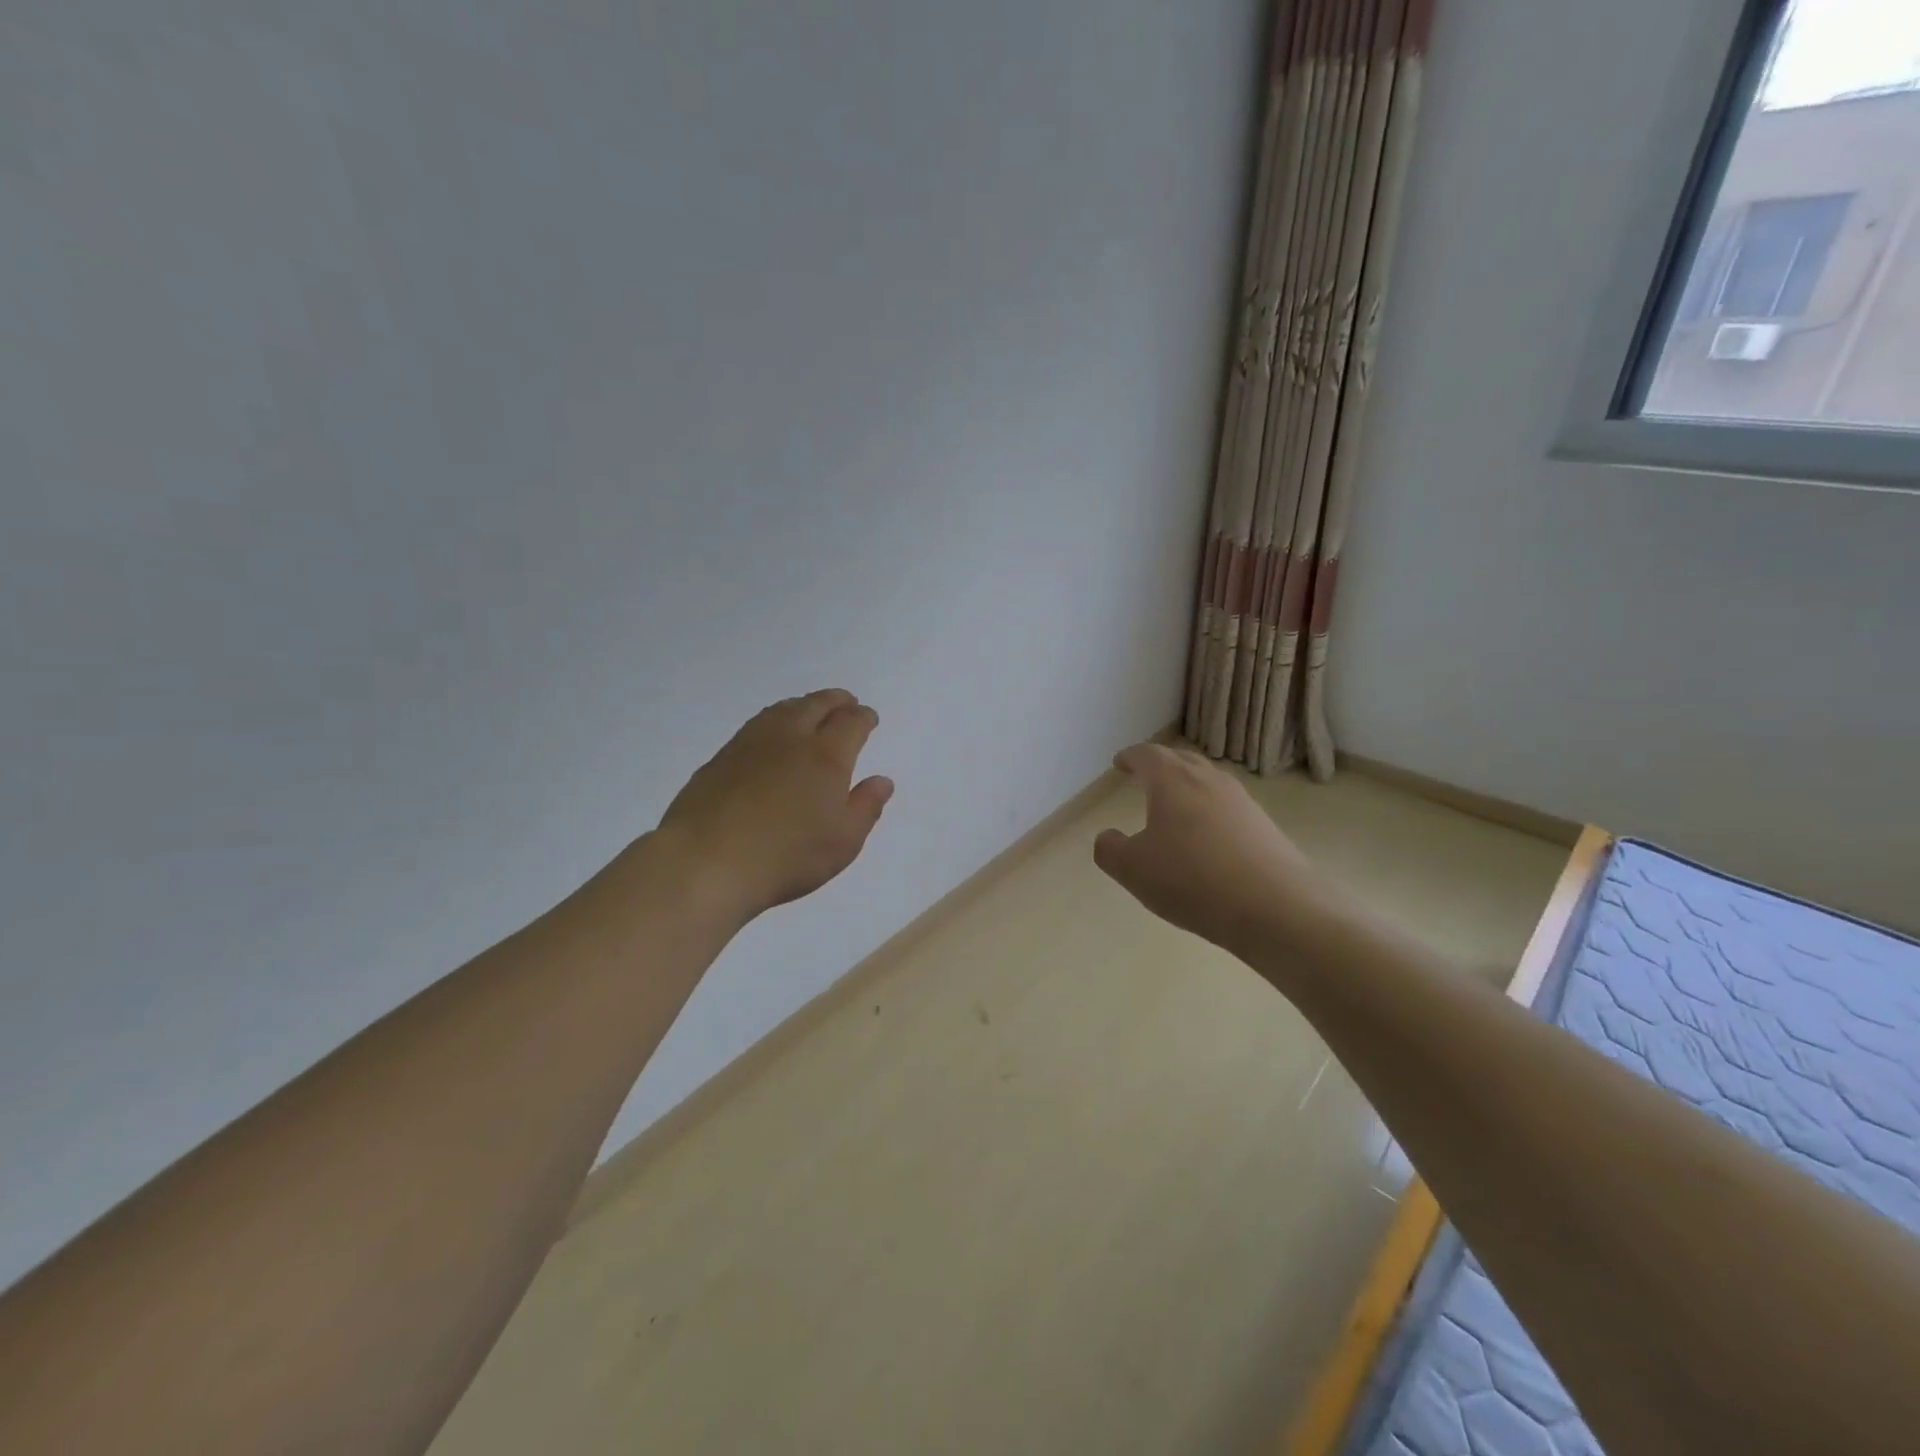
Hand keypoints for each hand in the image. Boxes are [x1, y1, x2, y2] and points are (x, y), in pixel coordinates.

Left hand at [656, 690, 893, 922]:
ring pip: (783, 710)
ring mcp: (751, 744)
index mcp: (826, 756)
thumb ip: (866, 807)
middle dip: (836, 701)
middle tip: (846, 702)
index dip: (863, 717)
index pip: (851, 723)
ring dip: (803, 704)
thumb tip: (881, 780)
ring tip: (810, 709)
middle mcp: (791, 738)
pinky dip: (774, 719)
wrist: (707, 861)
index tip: (869, 717)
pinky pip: (756, 724)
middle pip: (816, 705)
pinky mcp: (721, 757)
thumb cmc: (787, 856)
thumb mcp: (843, 841)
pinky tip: (771, 733)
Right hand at [1093, 743, 1325, 960]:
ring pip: (1208, 782)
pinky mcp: (1265, 826)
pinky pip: (1228, 808)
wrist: (1276, 908)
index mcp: (1173, 781)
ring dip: (1188, 788)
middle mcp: (1209, 781)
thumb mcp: (1133, 870)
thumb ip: (1110, 850)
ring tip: (1175, 807)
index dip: (1131, 757)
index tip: (1120, 762)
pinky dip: (1211, 813)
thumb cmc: (1192, 880)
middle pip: (1182, 760)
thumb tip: (1108, 837)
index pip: (1148, 755)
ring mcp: (1242, 802)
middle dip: (1161, 766)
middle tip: (1145, 776)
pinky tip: (1207, 839)